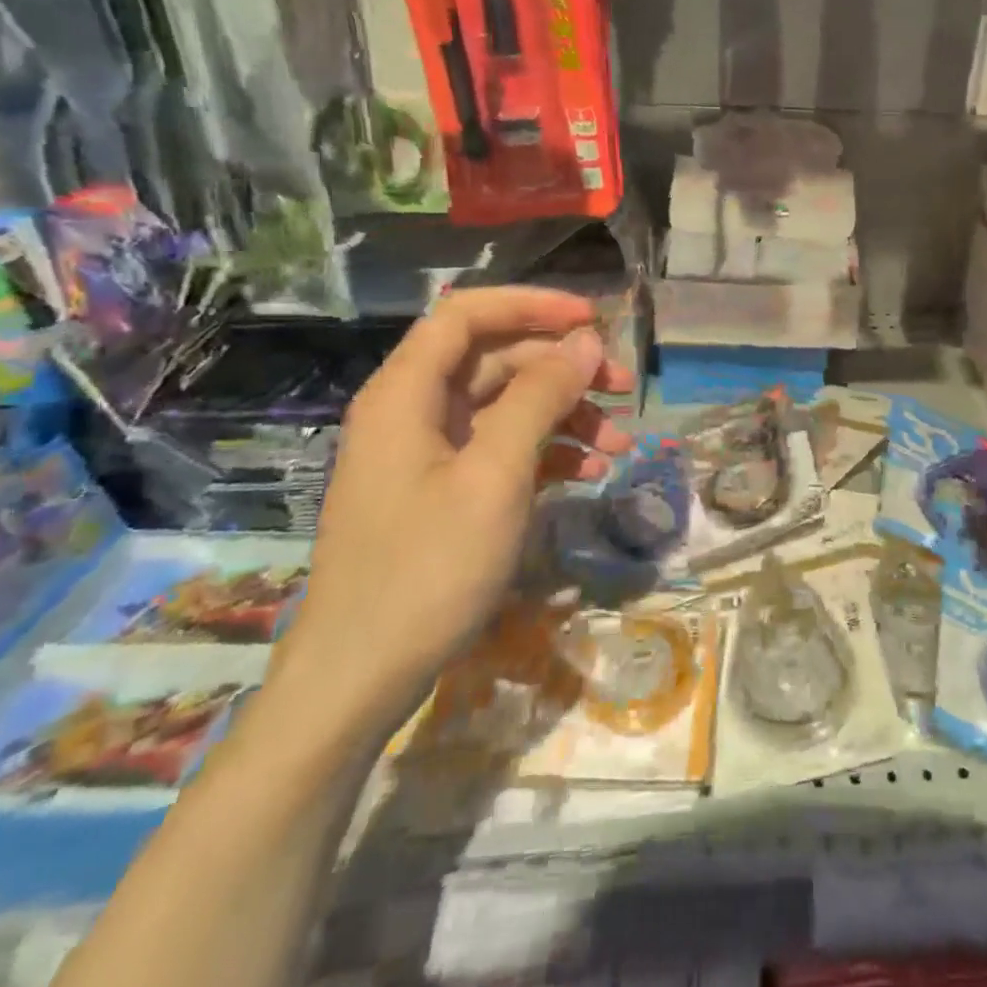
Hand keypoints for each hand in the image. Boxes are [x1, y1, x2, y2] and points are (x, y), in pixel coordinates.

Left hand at [273, 288, 633, 733]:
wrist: (360, 680)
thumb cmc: (426, 569)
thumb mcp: (495, 476)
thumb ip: (540, 398)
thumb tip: (585, 341)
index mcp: (407, 393)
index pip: (468, 313)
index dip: (532, 305)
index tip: (594, 319)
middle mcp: (414, 411)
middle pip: (496, 360)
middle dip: (564, 369)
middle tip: (626, 390)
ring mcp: (429, 454)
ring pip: (507, 406)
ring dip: (566, 416)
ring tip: (619, 446)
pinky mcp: (444, 491)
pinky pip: (503, 449)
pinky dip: (548, 452)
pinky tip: (589, 473)